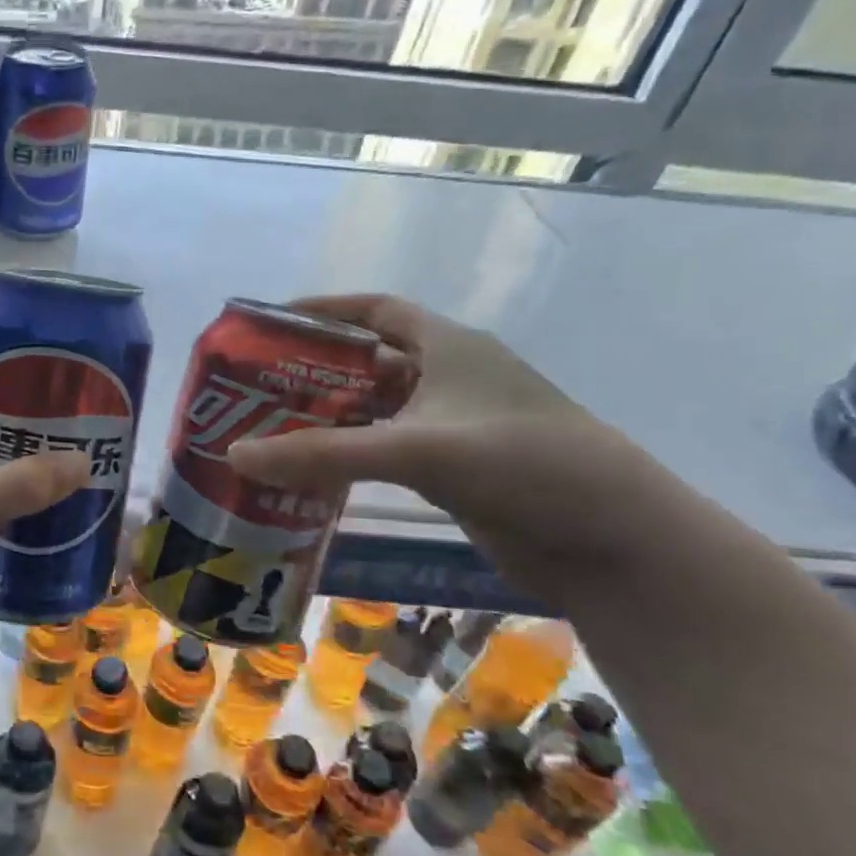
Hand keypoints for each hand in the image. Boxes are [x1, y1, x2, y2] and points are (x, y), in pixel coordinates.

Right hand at [227, 295, 662, 594]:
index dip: (323, 310)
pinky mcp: (459, 468)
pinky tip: (316, 470)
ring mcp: (457, 424)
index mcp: (450, 346)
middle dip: (313, 369)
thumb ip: (324, 453)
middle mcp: (452, 376)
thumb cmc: (525, 467)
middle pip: (368, 360)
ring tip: (272, 428)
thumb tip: (236, 454)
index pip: (376, 309)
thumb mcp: (419, 451)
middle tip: (256, 387)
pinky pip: (389, 448)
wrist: (619, 546)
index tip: (269, 323)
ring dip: (331, 416)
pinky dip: (353, 452)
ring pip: (378, 408)